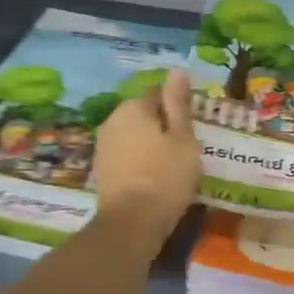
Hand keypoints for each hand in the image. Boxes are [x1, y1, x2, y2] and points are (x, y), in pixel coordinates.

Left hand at [93, 67, 201, 242]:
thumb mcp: (182, 137)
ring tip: (171, 165)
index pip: (158, 93)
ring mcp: (103, 145)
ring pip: (133, 135)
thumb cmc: (165, 176)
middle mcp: (112, 120)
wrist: (132, 223)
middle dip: (161, 125)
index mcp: (133, 107)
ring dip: (149, 144)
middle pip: (143, 114)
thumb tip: (177, 70)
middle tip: (184, 148)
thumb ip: (178, 103)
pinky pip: (126, 155)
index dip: (176, 108)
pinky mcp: (102, 169)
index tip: (191, 128)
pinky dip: (139, 161)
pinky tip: (153, 178)